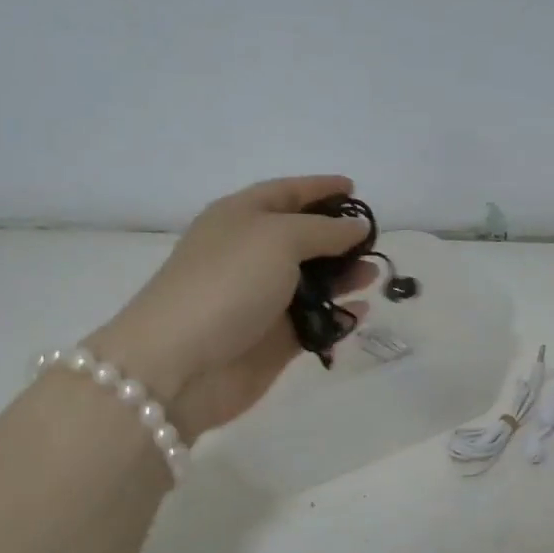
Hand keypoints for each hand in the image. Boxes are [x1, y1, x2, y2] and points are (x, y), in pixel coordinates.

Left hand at [87, 176, 376, 440]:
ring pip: (312, 282)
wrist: (180, 364)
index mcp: (240, 217)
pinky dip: (339, 315)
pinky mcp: (273, 340)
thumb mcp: (278, 238)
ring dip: (343, 276)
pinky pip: (315, 321)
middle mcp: (251, 255)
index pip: (286, 193)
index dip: (320, 188)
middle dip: (337, 237)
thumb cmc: (228, 283)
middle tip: (372, 241)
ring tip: (373, 274)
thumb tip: (356, 227)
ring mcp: (261, 300)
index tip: (355, 190)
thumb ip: (324, 230)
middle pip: (301, 238)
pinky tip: (362, 310)